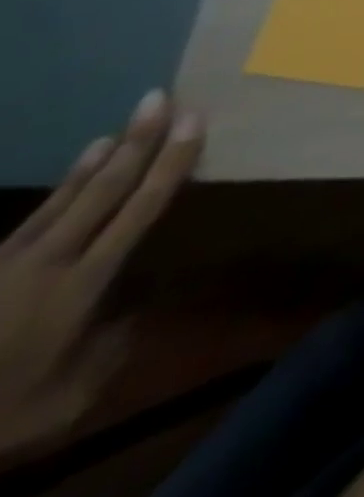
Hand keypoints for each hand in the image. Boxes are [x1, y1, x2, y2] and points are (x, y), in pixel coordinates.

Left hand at [0, 91, 202, 458]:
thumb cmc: (0, 415)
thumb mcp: (67, 396)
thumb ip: (109, 344)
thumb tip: (136, 306)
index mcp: (80, 286)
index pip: (140, 209)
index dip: (171, 163)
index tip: (195, 122)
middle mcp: (49, 262)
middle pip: (104, 190)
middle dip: (139, 142)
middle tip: (161, 98)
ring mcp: (9, 264)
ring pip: (67, 197)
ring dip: (103, 158)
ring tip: (127, 123)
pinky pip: (37, 215)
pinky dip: (66, 183)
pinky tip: (83, 164)